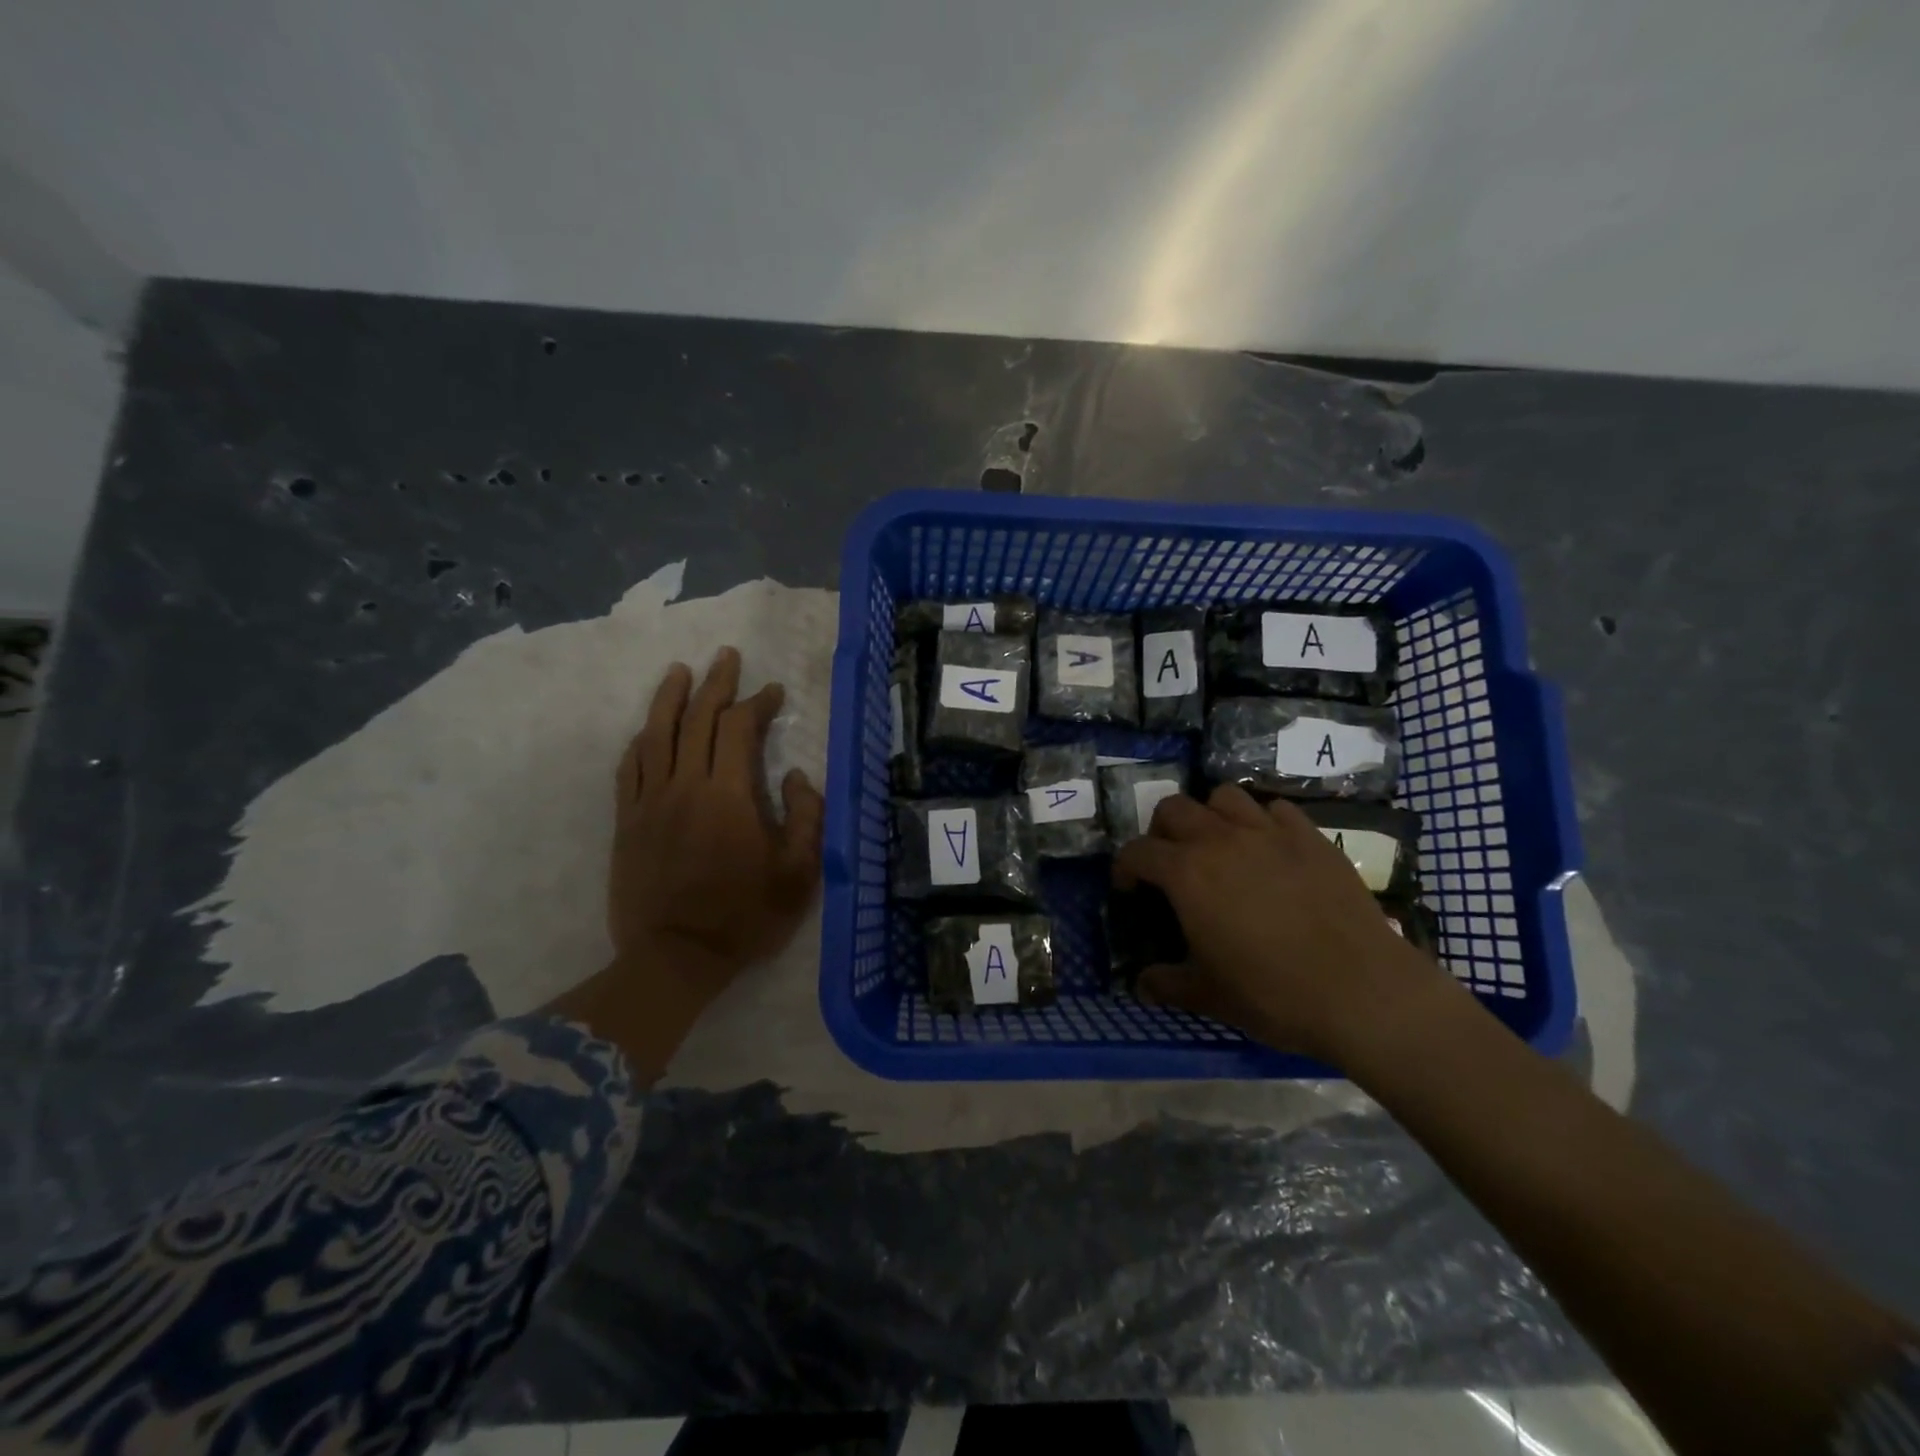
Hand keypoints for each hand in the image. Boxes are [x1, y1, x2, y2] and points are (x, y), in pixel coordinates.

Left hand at [609, 646, 824, 1006]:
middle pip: (696, 719)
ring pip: (656, 735)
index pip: (739, 729)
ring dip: (669, 698)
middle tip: (726, 656)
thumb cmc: (744, 916)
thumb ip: (805, 817)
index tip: (773, 691)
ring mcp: (650, 802)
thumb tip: (794, 775)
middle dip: (715, 683)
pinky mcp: (627, 822)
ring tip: (680, 671)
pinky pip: (629, 769)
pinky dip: (640, 741)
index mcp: (728, 795)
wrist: (675, 957)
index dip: (757, 703)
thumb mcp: (798, 874)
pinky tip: (647, 729)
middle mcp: (685, 786)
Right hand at [1112, 785, 1447, 1062]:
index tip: (1129, 889)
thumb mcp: (1208, 996)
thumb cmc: (1272, 993)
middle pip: (1174, 808)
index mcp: (1187, 873)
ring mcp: (1269, 833)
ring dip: (1211, 815)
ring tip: (1218, 846)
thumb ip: (1166, 984)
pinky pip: (1276, 810)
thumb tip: (1141, 985)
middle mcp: (1221, 840)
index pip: (1137, 851)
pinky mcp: (1311, 837)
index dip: (1125, 867)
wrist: (1362, 992)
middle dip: (1162, 831)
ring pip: (1224, 796)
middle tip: (1171, 863)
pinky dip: (1262, 822)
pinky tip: (1269, 850)